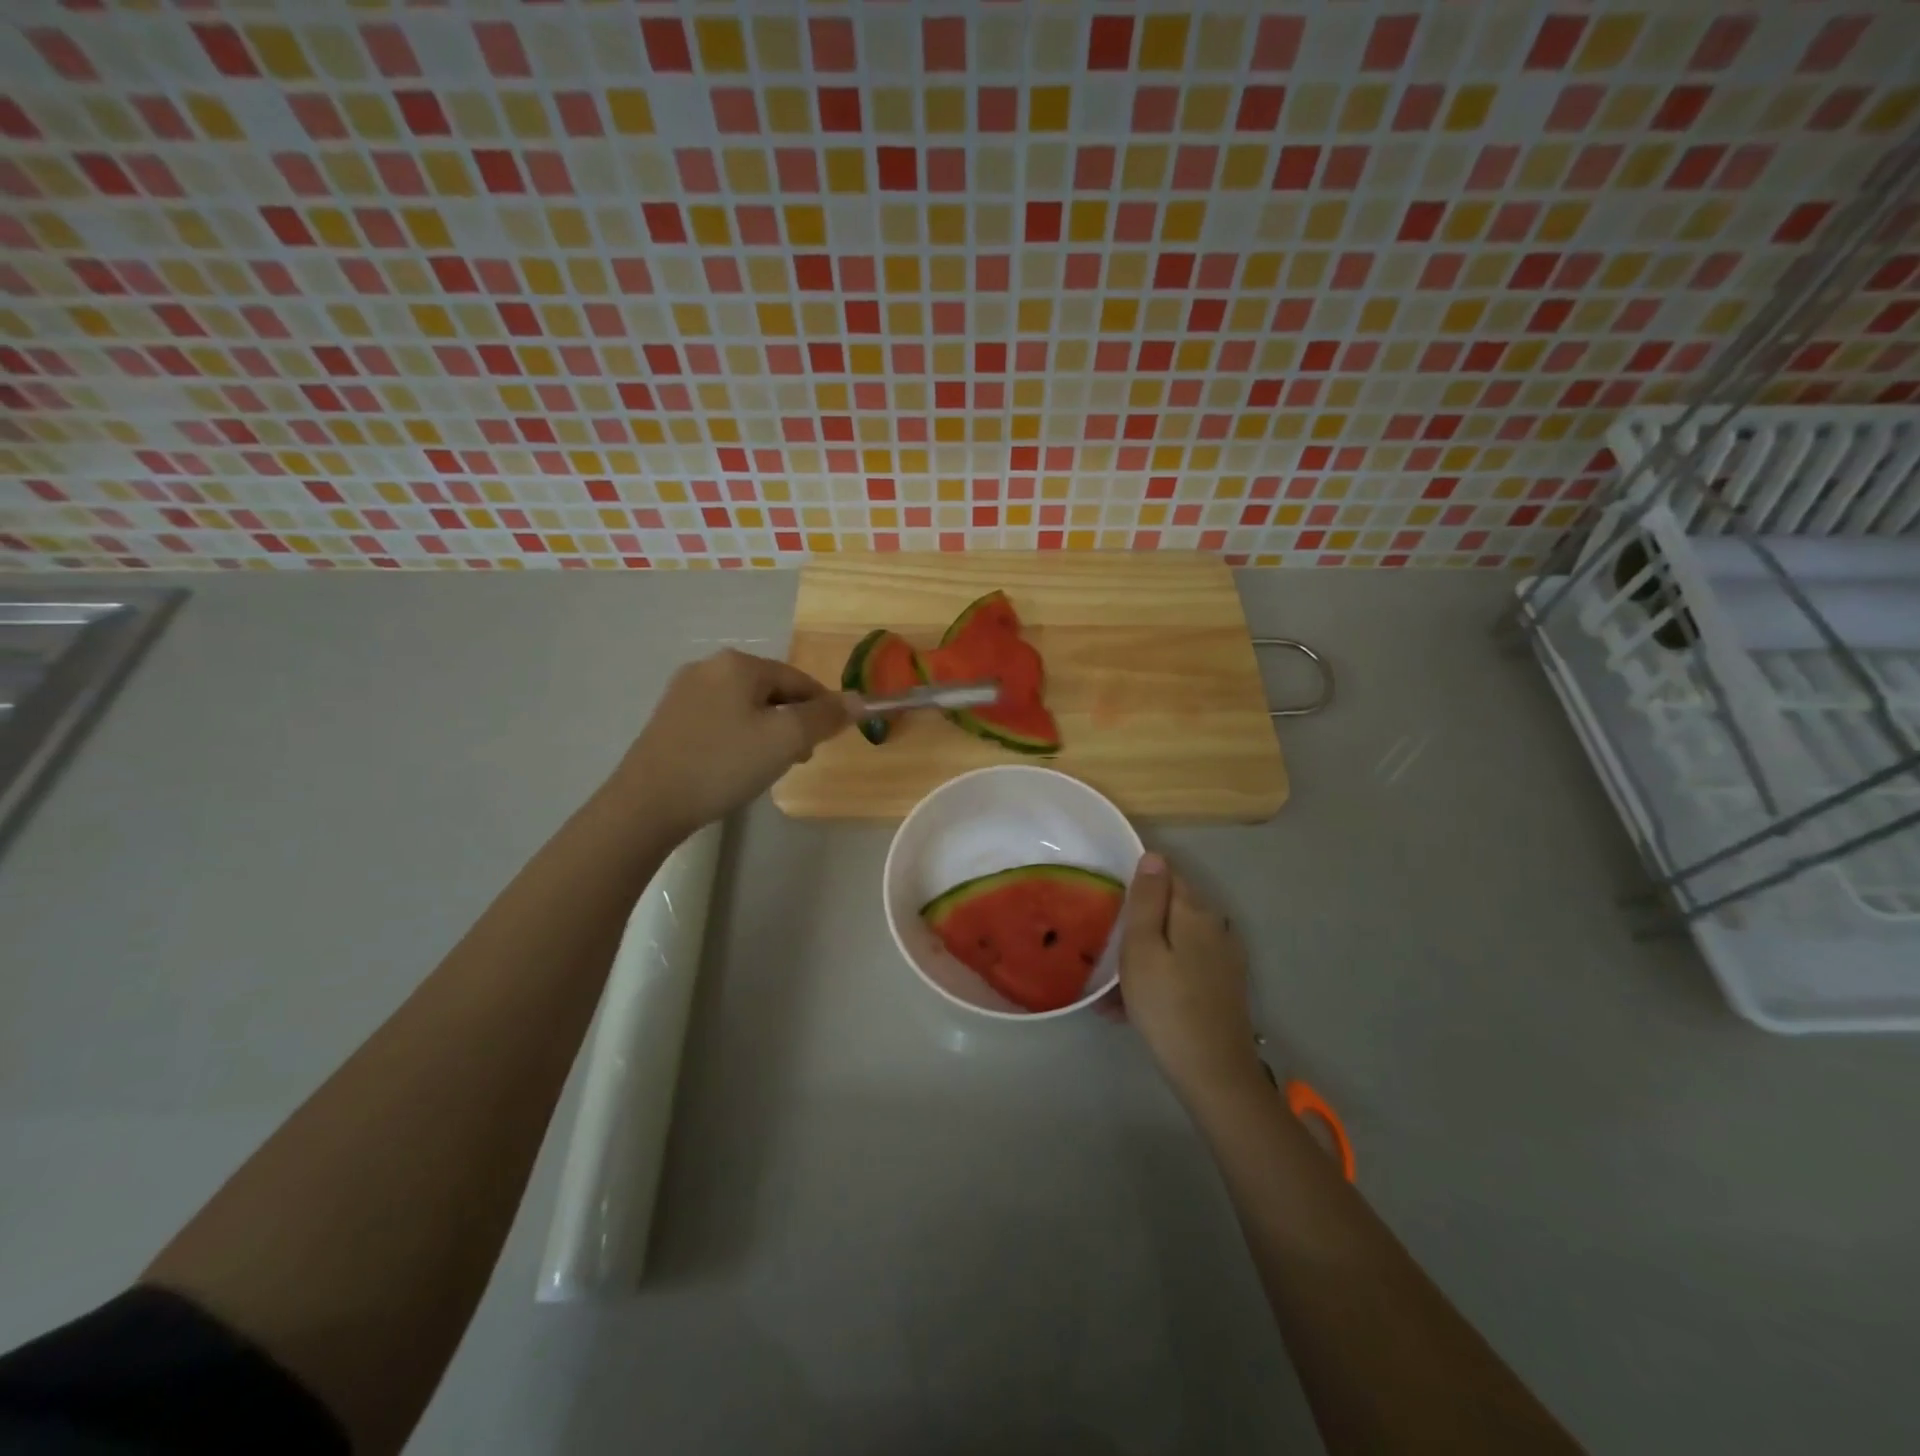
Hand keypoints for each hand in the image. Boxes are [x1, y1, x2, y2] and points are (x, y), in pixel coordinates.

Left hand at [610, 649, 852, 838]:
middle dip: (792, 722)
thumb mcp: (786, 740)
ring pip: (746, 706)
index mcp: (738, 664)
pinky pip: (721, 718)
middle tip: (796, 759)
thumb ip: (826, 716)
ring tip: (766, 767)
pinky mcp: (669, 718)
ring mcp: (684, 691)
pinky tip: (734, 765)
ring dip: (767, 732)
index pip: (799, 680)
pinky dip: (739, 737)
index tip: (825, 744)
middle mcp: (709, 667)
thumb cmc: (723, 764)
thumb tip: (859, 700)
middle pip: (772, 691)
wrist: (647, 804)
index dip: (821, 710)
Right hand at [1118, 854, 1265, 1100]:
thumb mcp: (1142, 948)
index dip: (1137, 885)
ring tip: (1110, 990)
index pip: (1167, 876)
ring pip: (1173, 942)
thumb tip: (1153, 855)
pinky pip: (1183, 967)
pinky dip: (1159, 977)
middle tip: (1104, 952)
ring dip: (1144, 956)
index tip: (1109, 906)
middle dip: (1137, 925)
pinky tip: (1134, 1006)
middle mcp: (1215, 927)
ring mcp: (1222, 958)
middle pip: (1170, 910)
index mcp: (1195, 912)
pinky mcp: (1223, 986)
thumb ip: (1146, 900)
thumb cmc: (1167, 1005)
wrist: (1213, 1073)